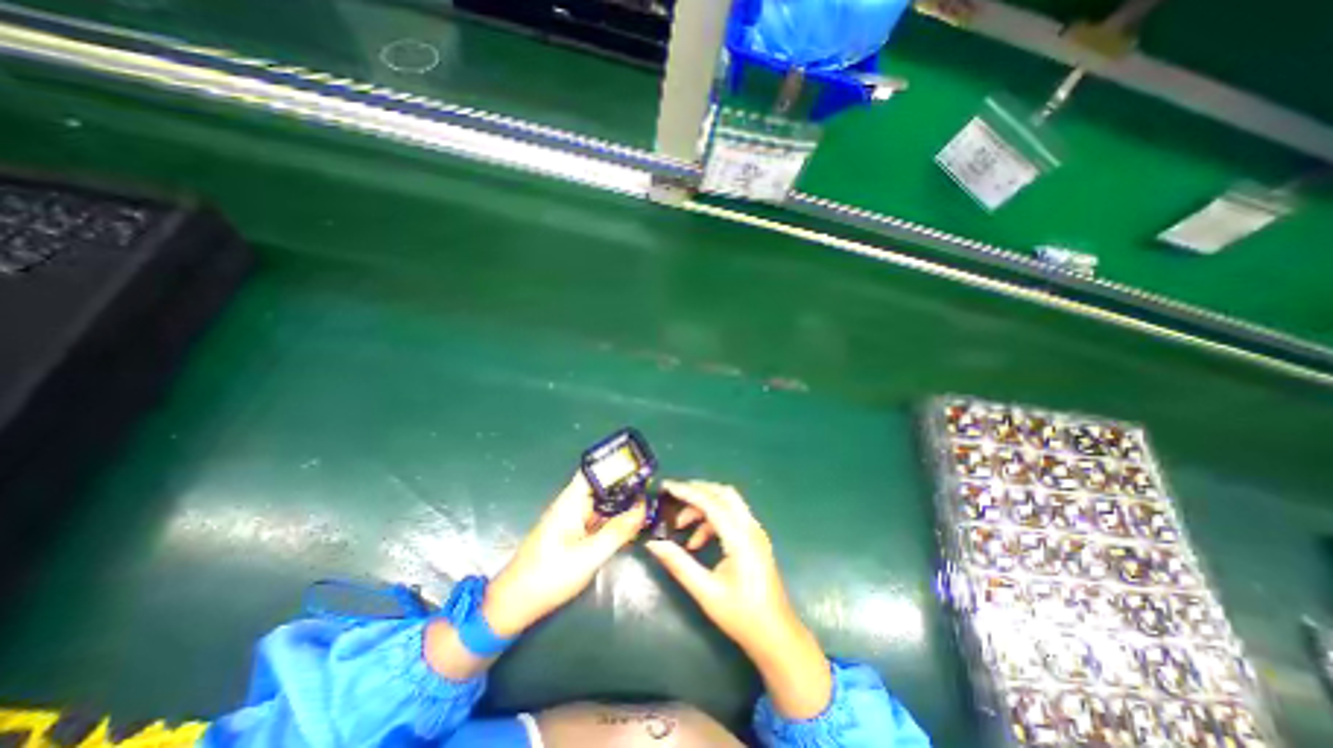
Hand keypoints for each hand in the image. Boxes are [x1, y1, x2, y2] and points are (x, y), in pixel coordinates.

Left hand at [484, 472, 650, 637]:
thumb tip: (642, 509)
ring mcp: (572, 520)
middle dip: (625, 486)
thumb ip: (617, 531)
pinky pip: (598, 520)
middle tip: (653, 489)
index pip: (594, 471)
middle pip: (602, 487)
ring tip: (648, 505)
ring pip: (602, 504)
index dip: (616, 465)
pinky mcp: (573, 534)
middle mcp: (572, 505)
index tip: (641, 467)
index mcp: (571, 502)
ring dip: (622, 505)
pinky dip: (614, 520)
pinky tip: (631, 525)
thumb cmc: (549, 576)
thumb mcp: (588, 556)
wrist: (514, 605)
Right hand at [648, 480, 829, 717]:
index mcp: (740, 538)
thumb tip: (653, 543)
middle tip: (674, 497)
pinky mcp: (754, 539)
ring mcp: (755, 532)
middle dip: (697, 491)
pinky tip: (697, 542)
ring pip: (728, 503)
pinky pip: (731, 516)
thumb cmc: (741, 616)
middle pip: (723, 493)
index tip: (666, 486)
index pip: (711, 502)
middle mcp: (750, 528)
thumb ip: (679, 564)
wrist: (777, 636)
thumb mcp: (706, 591)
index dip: (687, 491)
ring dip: (704, 507)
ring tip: (681, 526)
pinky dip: (712, 520)